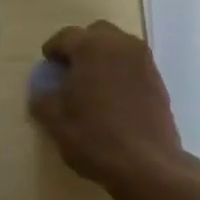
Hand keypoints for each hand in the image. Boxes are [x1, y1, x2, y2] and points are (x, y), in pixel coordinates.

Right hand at [28, 21, 197, 195]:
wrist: (147, 165)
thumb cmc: (94, 138)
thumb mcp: (55, 121)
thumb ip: (42, 99)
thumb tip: (41, 92)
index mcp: (91, 47)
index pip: (65, 36)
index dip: (53, 50)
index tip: (48, 65)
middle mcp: (120, 45)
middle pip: (96, 33)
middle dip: (81, 46)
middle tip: (71, 70)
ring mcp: (144, 61)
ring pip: (118, 46)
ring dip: (103, 57)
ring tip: (92, 83)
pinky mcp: (158, 80)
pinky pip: (133, 64)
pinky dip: (120, 71)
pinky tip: (113, 96)